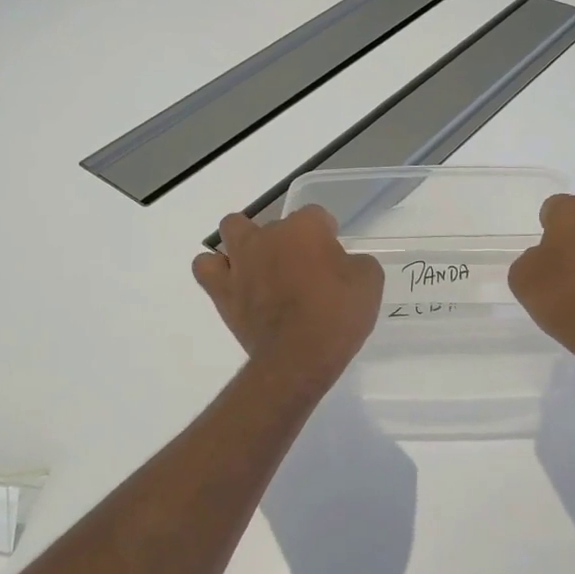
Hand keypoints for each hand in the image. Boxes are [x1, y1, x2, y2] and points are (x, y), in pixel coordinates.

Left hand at [194, 206, 383, 389]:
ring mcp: (241, 260)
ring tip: (260, 265)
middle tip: (302, 269)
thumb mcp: (369, 282)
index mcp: (305, 227)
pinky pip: (206, 266)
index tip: (333, 258)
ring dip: (245, 241)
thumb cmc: (337, 316)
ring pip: (233, 228)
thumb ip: (356, 263)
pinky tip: (233, 282)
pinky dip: (217, 270)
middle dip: (288, 240)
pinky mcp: (222, 289)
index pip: (317, 215)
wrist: (299, 358)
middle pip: (276, 222)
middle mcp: (268, 235)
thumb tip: (343, 264)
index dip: (326, 234)